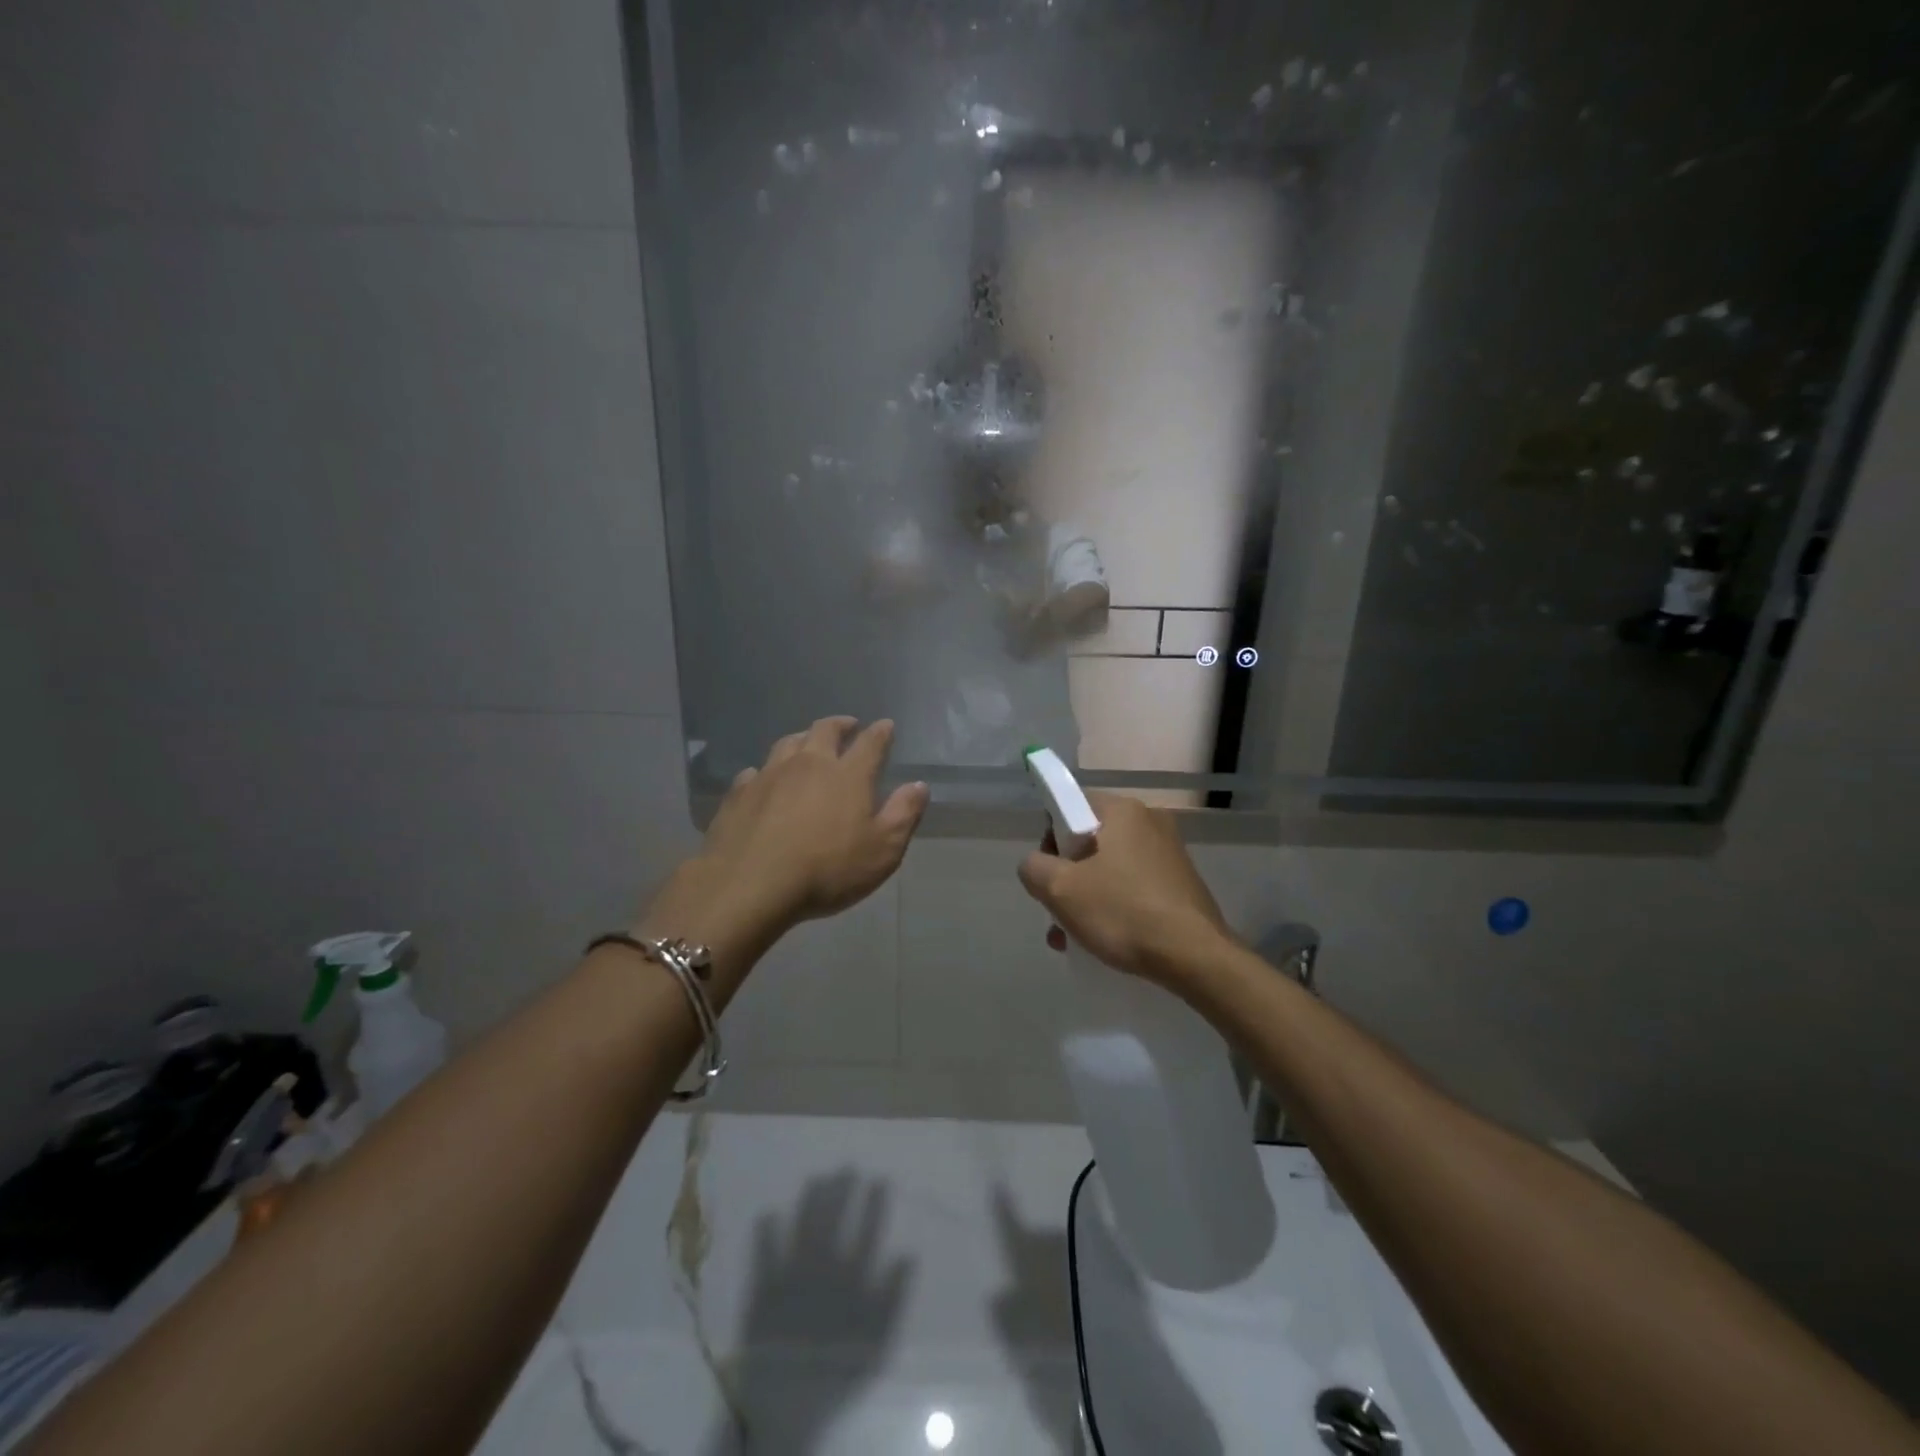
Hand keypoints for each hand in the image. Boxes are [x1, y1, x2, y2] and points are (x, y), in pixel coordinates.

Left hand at [699, 717, 928, 929]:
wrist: (750, 885)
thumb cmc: (827, 870)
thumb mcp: (882, 850)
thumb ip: (903, 814)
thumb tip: (919, 785)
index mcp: (848, 775)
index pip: (870, 743)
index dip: (880, 733)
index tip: (886, 726)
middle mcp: (809, 764)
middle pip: (824, 731)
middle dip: (840, 724)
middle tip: (848, 725)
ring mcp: (769, 775)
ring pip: (788, 744)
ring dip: (802, 738)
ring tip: (807, 742)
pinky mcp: (739, 794)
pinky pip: (755, 772)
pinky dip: (765, 771)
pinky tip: (763, 779)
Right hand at [1017, 791, 1231, 983]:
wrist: (1195, 957)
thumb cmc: (1123, 912)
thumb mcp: (1061, 889)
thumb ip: (1034, 868)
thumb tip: (1036, 865)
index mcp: (1123, 810)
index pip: (1071, 806)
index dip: (1050, 838)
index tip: (1049, 873)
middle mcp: (1150, 822)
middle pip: (1089, 841)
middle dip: (1067, 877)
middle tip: (1058, 911)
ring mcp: (1169, 854)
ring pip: (1110, 869)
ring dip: (1086, 899)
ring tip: (1072, 939)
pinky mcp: (1181, 884)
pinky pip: (1133, 887)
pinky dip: (1114, 907)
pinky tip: (1102, 941)